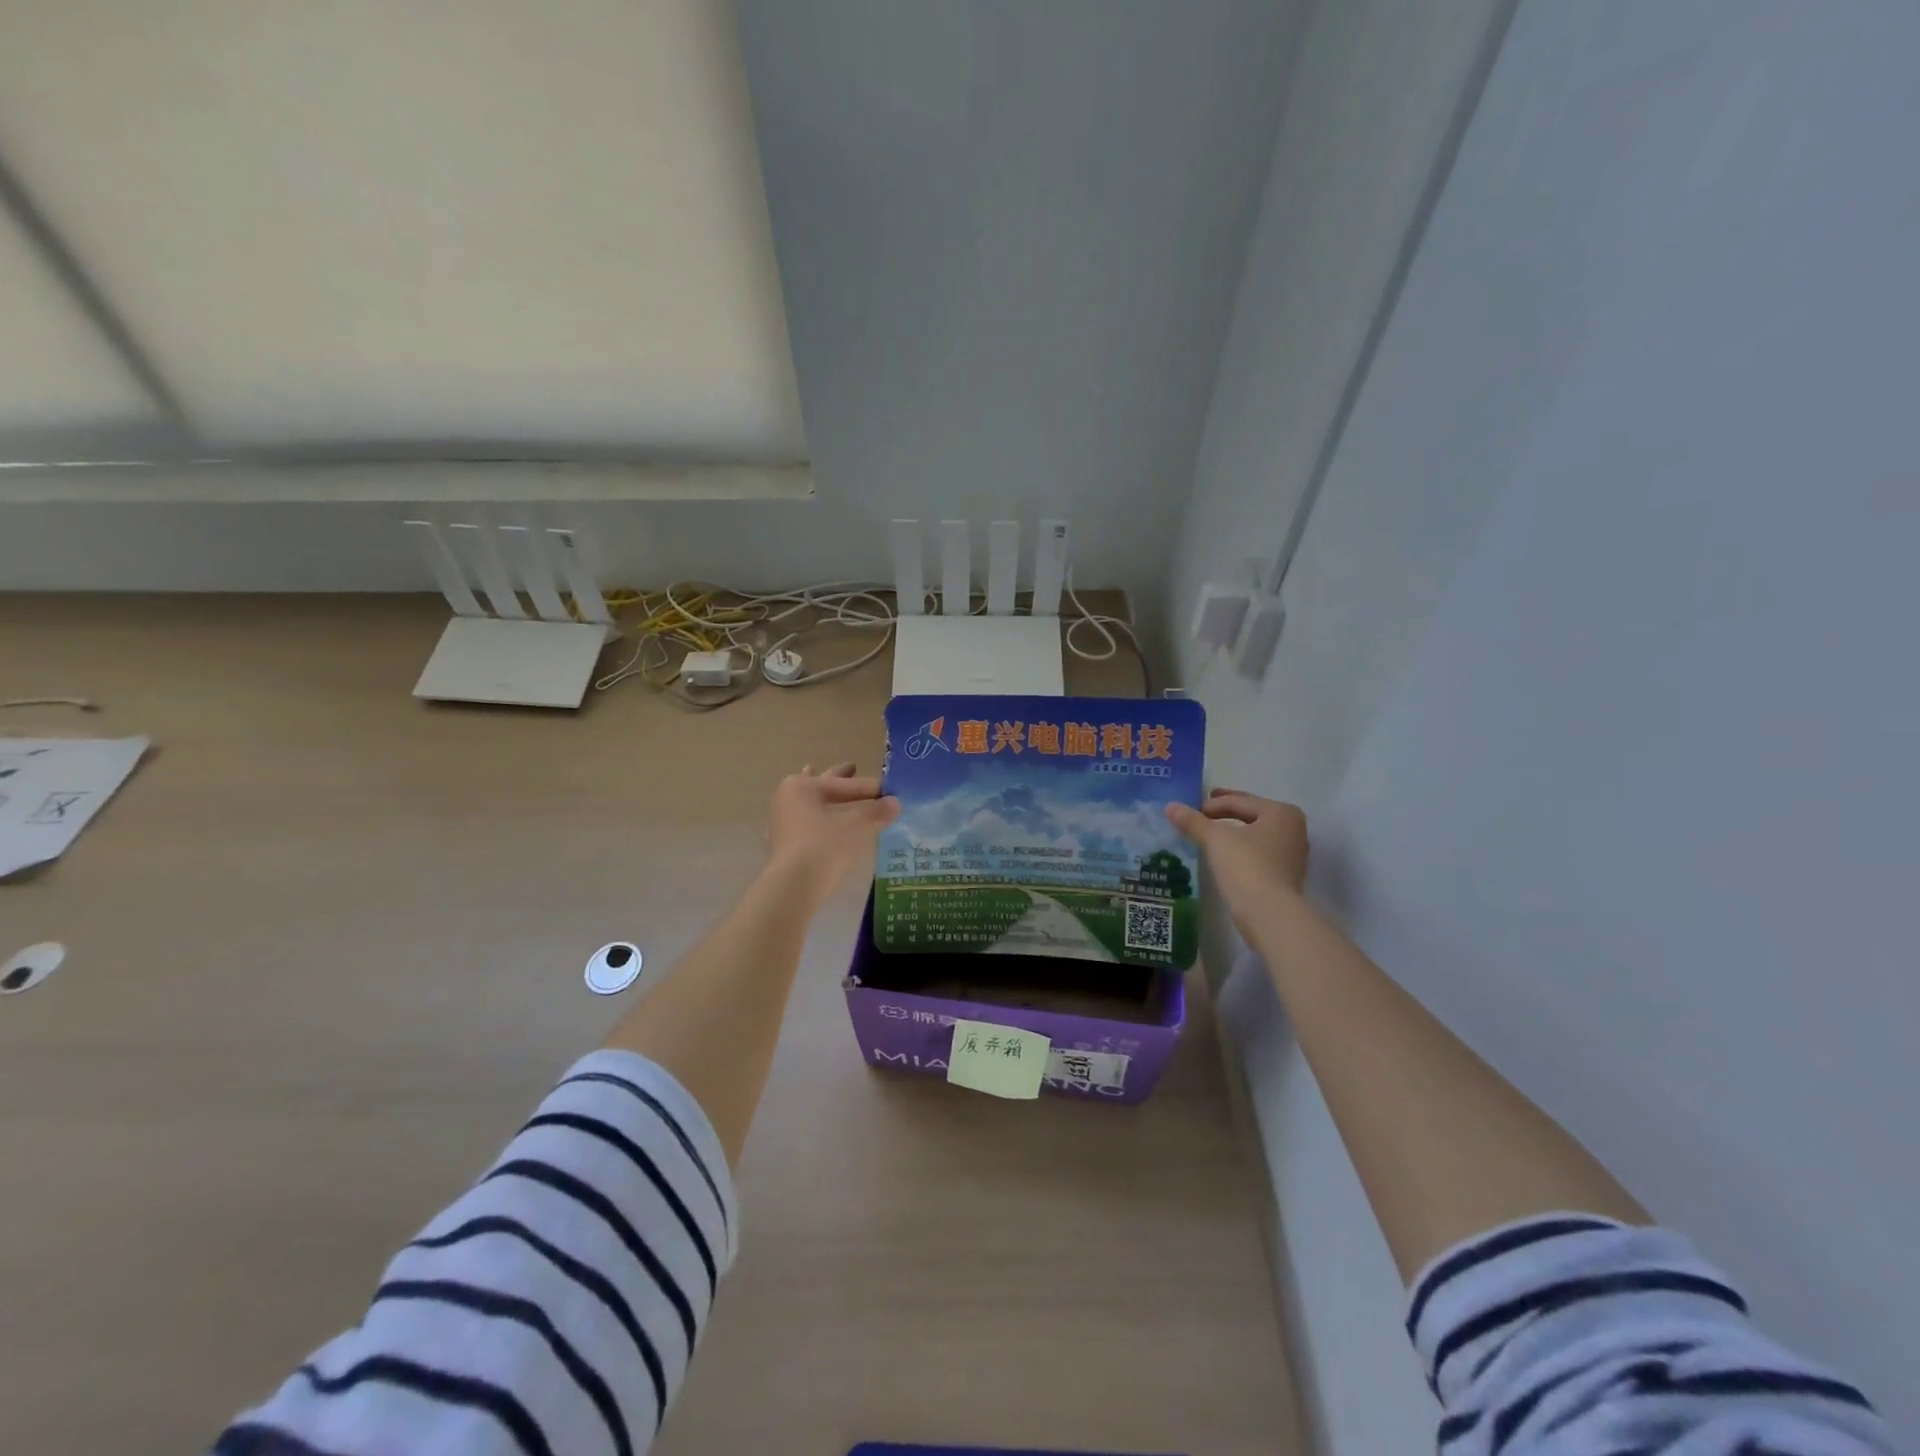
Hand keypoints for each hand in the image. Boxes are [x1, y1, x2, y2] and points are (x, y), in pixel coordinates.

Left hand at [764, 763, 899, 896]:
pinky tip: (819, 822)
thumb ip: (877, 812)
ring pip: (809, 803)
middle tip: (852, 767)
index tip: (889, 790)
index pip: (844, 784)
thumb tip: (896, 802)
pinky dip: (816, 819)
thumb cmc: (824, 846)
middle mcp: (787, 798)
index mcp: (803, 786)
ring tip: (828, 786)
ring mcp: (781, 822)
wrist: (793, 886)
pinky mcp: (782, 844)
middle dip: (838, 778)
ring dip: (823, 797)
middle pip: (820, 785)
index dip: (868, 787)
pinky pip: (804, 823)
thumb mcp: (857, 827)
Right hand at [1166, 790, 1309, 938]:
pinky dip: (1240, 848)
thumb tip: (1169, 806)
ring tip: (1209, 833)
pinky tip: (1223, 854)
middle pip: (1250, 814)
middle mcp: (1293, 829)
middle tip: (1201, 810)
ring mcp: (1292, 854)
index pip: (1240, 801)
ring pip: (1254, 834)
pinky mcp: (1284, 875)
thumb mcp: (1215, 839)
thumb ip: (1193, 821)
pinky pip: (1257, 852)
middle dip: (1225, 812)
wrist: (1270, 914)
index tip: (1190, 810)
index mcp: (1281, 812)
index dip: (1212, 804)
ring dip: (1233, 831)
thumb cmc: (1246, 865)